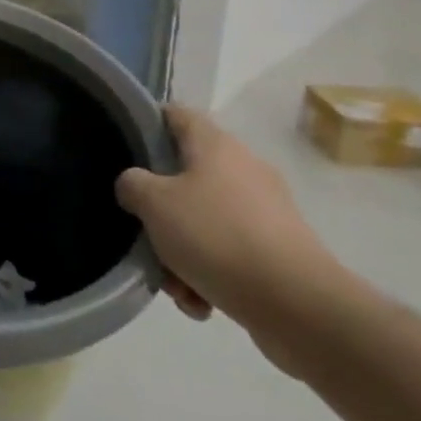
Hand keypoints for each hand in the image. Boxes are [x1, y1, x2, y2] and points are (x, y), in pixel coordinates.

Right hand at [117, 105, 349, 351]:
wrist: (298, 305)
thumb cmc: (216, 236)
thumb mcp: (152, 202)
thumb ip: (132, 184)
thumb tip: (136, 186)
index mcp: (216, 146)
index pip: (175, 115)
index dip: (146, 124)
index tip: (123, 149)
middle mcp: (244, 169)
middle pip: (184, 177)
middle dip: (159, 210)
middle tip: (142, 232)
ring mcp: (265, 211)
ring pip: (204, 221)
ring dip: (181, 251)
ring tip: (174, 285)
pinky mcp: (279, 250)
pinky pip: (229, 253)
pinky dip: (209, 274)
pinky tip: (200, 302)